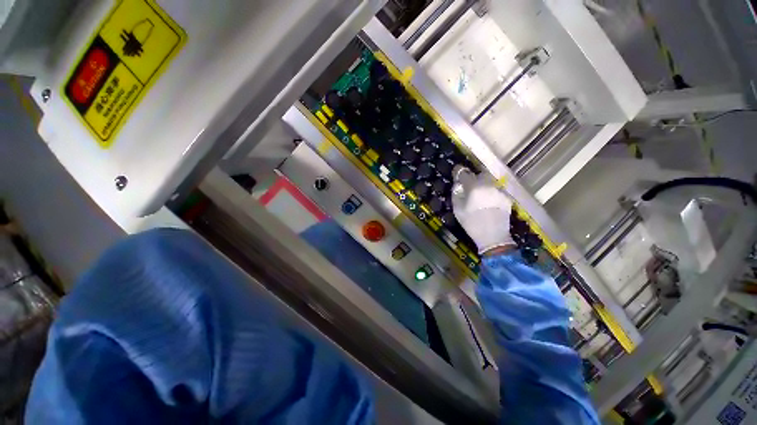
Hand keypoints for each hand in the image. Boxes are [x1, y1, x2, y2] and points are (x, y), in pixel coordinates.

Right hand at [451, 166, 515, 254]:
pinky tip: (489, 203)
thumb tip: (458, 185)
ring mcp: (499, 190)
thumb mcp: (457, 209)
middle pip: (480, 174)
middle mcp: (488, 185)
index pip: (464, 173)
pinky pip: (496, 190)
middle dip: (474, 178)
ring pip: (490, 181)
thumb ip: (456, 193)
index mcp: (474, 187)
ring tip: (480, 195)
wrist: (493, 237)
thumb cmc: (471, 223)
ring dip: (483, 185)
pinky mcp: (506, 197)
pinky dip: (491, 193)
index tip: (456, 172)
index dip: (459, 171)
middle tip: (470, 186)